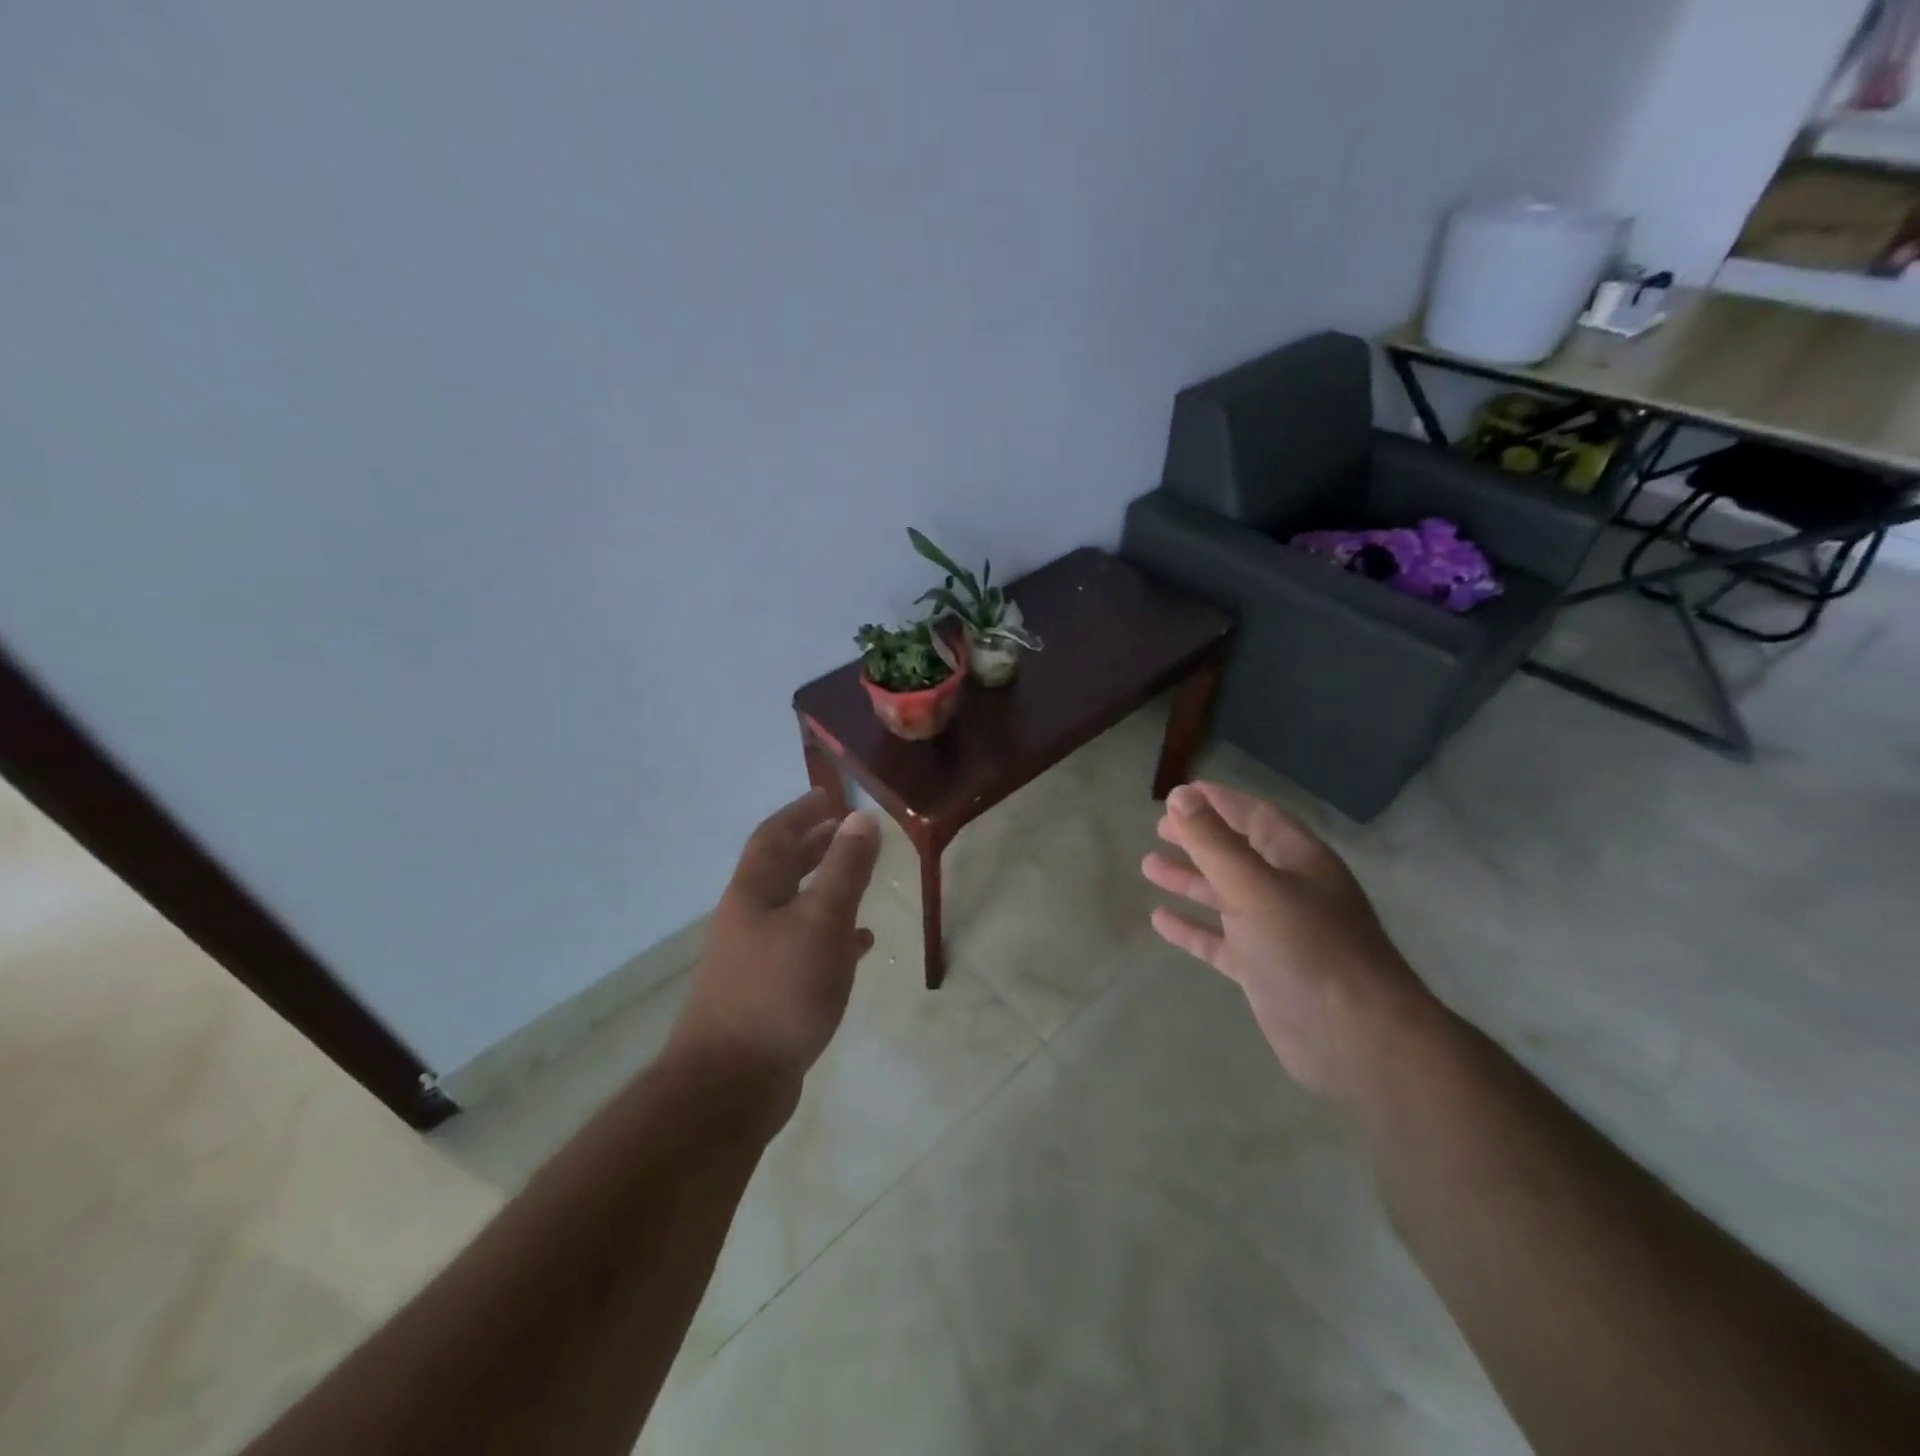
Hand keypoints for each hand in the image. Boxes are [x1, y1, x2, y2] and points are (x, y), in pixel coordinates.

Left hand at [671, 788, 880, 1095]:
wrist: (732, 1083)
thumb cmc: (778, 990)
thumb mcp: (821, 920)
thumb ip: (844, 868)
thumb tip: (861, 817)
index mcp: (754, 892)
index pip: (774, 835)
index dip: (800, 811)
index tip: (828, 794)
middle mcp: (749, 918)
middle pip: (781, 868)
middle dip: (813, 844)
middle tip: (846, 828)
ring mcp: (756, 957)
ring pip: (795, 907)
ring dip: (825, 887)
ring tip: (859, 877)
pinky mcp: (770, 991)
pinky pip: (805, 946)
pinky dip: (832, 935)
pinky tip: (859, 944)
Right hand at [1142, 782, 1434, 1099]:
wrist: (1356, 1039)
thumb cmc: (1306, 947)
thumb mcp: (1252, 885)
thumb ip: (1212, 842)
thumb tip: (1180, 796)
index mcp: (1299, 860)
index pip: (1256, 816)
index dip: (1220, 801)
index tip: (1181, 792)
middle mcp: (1291, 891)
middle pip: (1239, 853)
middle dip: (1200, 839)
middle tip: (1159, 829)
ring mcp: (1278, 933)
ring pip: (1226, 896)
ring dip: (1190, 880)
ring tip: (1148, 866)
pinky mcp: (1265, 971)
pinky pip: (1221, 941)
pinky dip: (1193, 928)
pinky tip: (1159, 920)